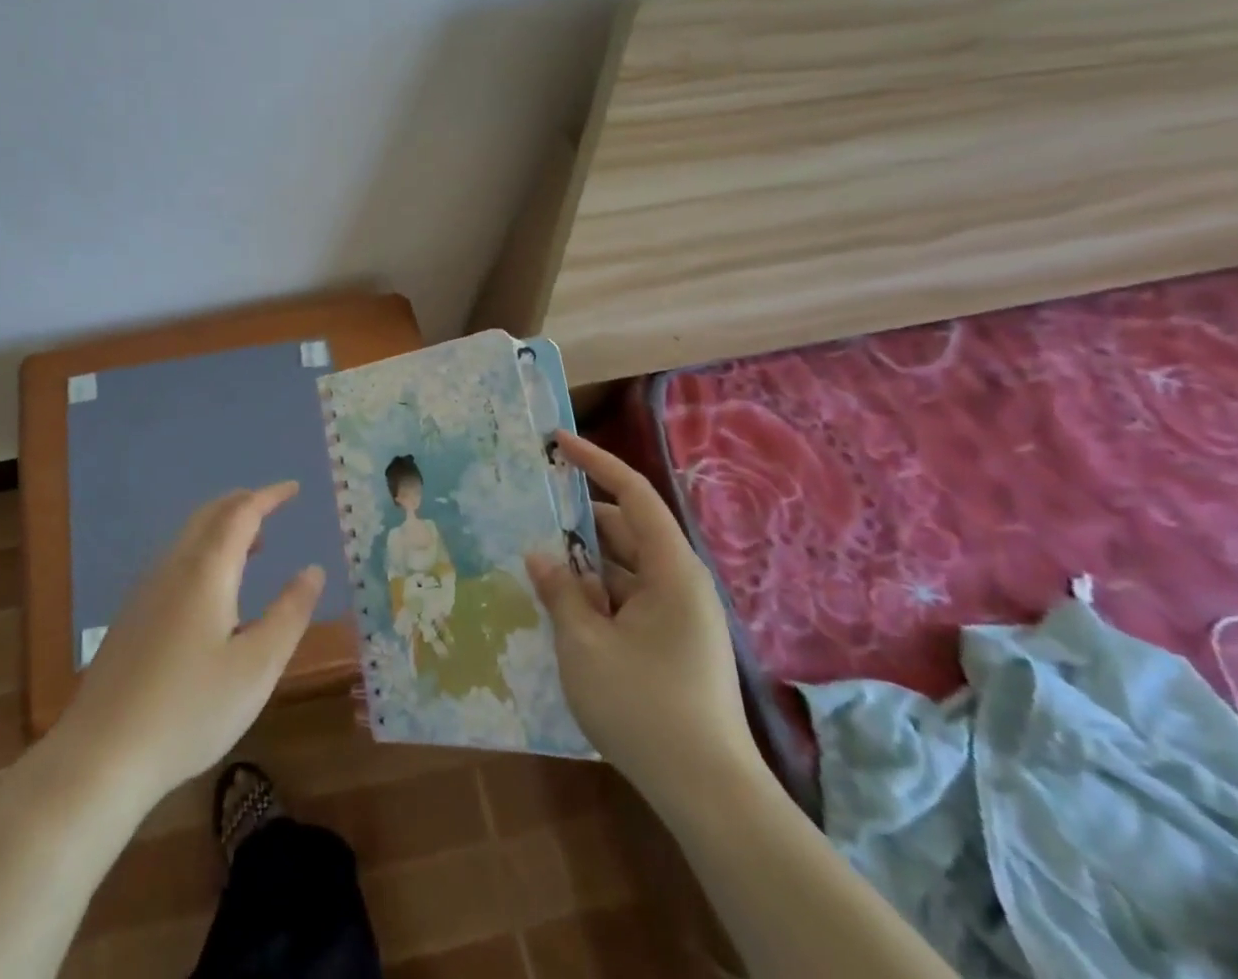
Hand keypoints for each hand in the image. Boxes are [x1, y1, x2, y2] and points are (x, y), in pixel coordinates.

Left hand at [54, 482, 324, 807]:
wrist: (101, 754)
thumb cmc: (189, 710)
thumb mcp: (256, 667)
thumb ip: (289, 613)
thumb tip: (313, 570)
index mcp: (206, 570)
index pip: (241, 513)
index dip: (269, 496)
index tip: (294, 488)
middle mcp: (173, 567)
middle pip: (210, 515)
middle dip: (244, 504)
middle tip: (274, 506)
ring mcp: (146, 589)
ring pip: (189, 537)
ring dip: (223, 527)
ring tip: (254, 545)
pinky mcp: (132, 614)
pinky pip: (176, 560)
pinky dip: (205, 551)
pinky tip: (214, 590)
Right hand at [524, 432, 762, 808]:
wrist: (708, 795)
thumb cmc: (645, 707)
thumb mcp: (585, 644)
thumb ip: (561, 591)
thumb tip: (540, 556)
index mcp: (671, 570)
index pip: (633, 495)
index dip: (595, 461)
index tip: (558, 441)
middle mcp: (681, 583)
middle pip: (626, 530)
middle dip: (577, 520)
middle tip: (529, 511)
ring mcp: (679, 615)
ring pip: (624, 568)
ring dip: (583, 562)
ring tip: (535, 560)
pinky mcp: (673, 643)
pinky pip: (629, 599)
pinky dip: (596, 594)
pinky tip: (562, 606)